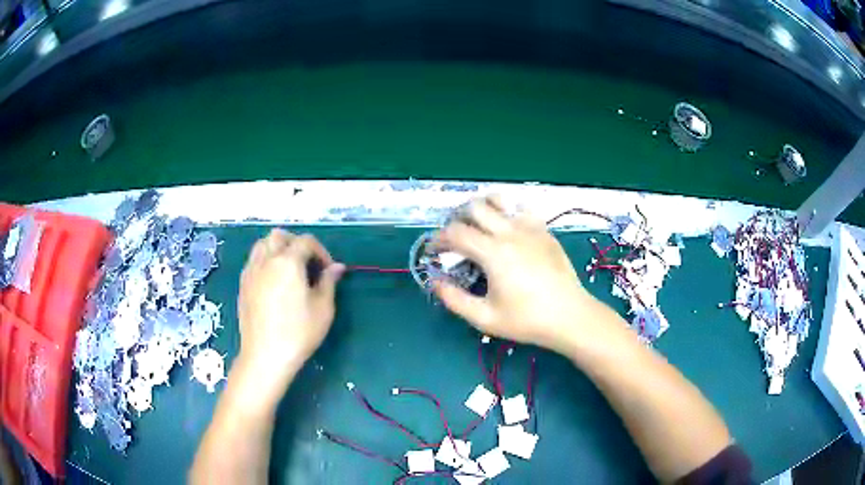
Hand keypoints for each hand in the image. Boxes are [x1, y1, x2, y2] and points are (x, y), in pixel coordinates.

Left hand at [236, 230, 344, 388]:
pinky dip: (265, 261)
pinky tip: (273, 281)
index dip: (321, 251)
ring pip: (262, 244)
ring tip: (288, 268)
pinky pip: (253, 260)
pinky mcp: (243, 284)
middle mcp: (267, 260)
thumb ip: (329, 282)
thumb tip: (337, 267)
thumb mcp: (323, 308)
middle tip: (307, 262)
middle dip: (296, 242)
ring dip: (277, 248)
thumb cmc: (298, 332)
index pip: (306, 241)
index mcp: (288, 262)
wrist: (265, 355)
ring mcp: (251, 271)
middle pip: (279, 235)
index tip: (328, 270)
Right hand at [434, 197, 607, 353]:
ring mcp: (530, 228)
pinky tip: (508, 231)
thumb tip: (435, 282)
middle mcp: (509, 232)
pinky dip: (507, 213)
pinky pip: (521, 209)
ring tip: (479, 227)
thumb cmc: (527, 320)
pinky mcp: (544, 230)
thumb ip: (454, 300)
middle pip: (475, 208)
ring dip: (482, 209)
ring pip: (499, 201)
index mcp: (493, 253)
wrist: (570, 316)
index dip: (439, 239)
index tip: (434, 250)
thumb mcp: (485, 318)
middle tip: (456, 240)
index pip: (456, 233)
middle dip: (458, 220)